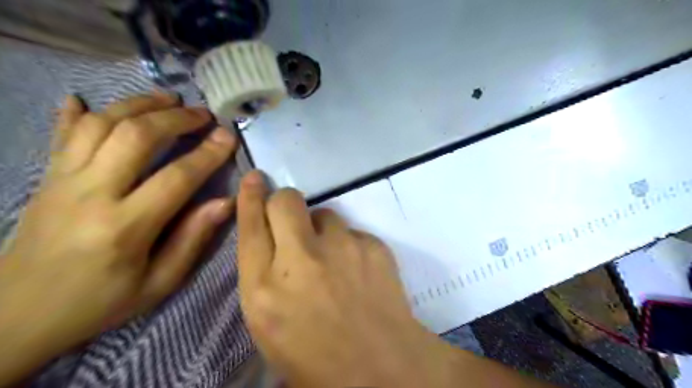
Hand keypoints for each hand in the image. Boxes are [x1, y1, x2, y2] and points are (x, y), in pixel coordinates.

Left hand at [0, 93, 238, 383]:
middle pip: (135, 136)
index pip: (177, 177)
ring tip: (168, 99)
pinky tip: (86, 98)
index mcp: (125, 227)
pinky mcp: (46, 178)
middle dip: (176, 118)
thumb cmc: (100, 302)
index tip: (228, 136)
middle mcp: (91, 194)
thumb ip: (193, 239)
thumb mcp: (159, 283)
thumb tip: (226, 203)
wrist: (16, 316)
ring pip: (101, 124)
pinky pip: (61, 135)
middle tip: (203, 113)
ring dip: (138, 104)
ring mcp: (62, 181)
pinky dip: (76, 112)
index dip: (208, 154)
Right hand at [236, 173, 445, 387]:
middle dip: (284, 202)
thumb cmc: (316, 358)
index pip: (251, 226)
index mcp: (265, 288)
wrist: (381, 368)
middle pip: (286, 202)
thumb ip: (264, 278)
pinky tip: (359, 271)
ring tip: (334, 259)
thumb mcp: (270, 325)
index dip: (251, 197)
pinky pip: (354, 232)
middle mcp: (300, 260)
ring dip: (323, 230)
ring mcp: (341, 248)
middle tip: (291, 217)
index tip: (255, 179)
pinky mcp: (373, 246)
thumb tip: (272, 241)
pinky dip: (351, 246)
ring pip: (325, 214)